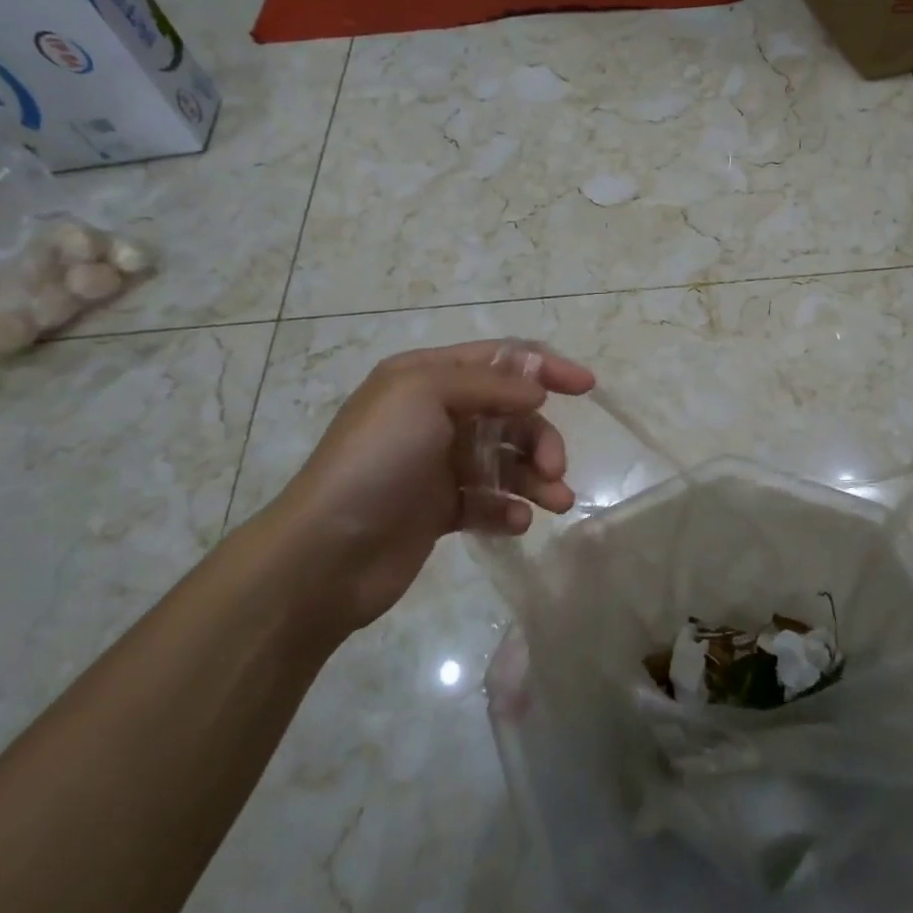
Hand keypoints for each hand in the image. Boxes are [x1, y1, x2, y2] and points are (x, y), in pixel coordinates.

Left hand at [269, 341, 594, 633]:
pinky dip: (508, 509)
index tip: (587, 386)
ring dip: (536, 478)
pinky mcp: (440, 510)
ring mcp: (438, 464)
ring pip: (506, 461)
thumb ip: (490, 385)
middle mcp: (435, 415)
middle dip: (540, 438)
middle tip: (555, 468)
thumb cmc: (377, 460)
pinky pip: (489, 502)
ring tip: (557, 502)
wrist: (325, 553)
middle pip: (511, 414)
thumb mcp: (426, 395)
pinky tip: (516, 523)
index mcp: (427, 377)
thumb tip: (537, 393)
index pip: (501, 360)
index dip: (545, 367)